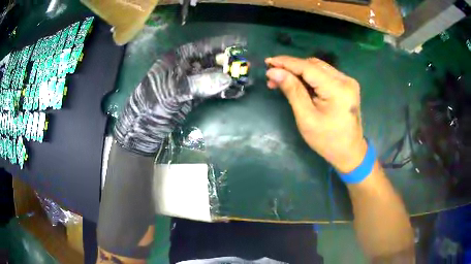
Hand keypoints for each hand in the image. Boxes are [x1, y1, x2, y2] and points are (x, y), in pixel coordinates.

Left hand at [114, 36, 245, 154]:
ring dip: (230, 78)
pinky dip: (224, 92)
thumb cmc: (151, 104)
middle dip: (230, 63)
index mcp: (178, 58)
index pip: (204, 46)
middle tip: (249, 66)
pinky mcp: (193, 97)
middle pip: (212, 61)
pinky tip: (237, 92)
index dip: (224, 44)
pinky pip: (212, 91)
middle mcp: (186, 67)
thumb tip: (227, 78)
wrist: (141, 129)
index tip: (243, 43)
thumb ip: (198, 83)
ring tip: (248, 81)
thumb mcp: (171, 91)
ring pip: (214, 76)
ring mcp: (190, 83)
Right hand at [266, 56, 366, 172]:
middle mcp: (345, 80)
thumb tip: (274, 72)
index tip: (268, 62)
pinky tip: (298, 83)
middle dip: (291, 67)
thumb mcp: (306, 118)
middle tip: (272, 75)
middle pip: (313, 64)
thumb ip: (292, 91)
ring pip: (318, 67)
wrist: (349, 152)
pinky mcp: (346, 85)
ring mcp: (348, 81)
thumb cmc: (327, 141)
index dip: (286, 63)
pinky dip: (309, 76)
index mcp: (338, 89)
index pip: (308, 67)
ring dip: (299, 71)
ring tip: (282, 79)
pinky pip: (324, 74)